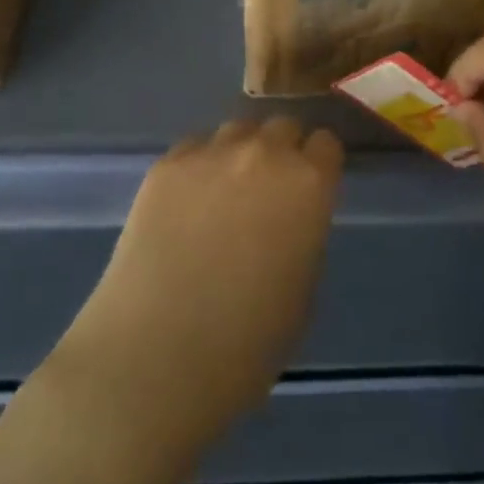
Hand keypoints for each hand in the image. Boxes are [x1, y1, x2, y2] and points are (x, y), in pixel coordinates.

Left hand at [57, 117, 343, 442]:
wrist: (157, 357)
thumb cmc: (247, 344)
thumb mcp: (303, 290)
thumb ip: (304, 234)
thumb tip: (289, 219)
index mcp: (309, 184)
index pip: (326, 144)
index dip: (318, 165)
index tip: (310, 188)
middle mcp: (264, 153)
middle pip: (281, 127)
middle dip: (281, 152)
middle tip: (267, 191)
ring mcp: (210, 154)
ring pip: (236, 131)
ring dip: (239, 154)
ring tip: (223, 193)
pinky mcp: (166, 166)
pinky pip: (193, 149)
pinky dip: (197, 168)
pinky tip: (185, 205)